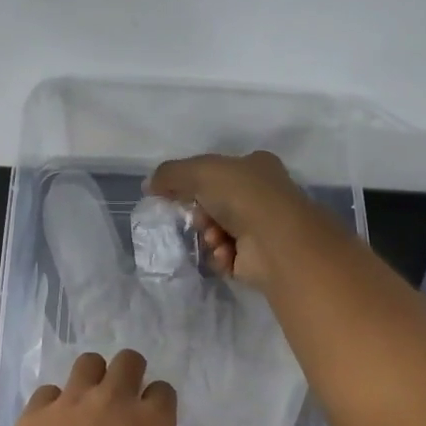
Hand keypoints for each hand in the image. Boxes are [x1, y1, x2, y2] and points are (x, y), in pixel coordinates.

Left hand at [0, 350, 176, 425]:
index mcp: (151, 425)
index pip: (163, 391)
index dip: (157, 401)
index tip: (150, 416)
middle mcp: (114, 401)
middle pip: (128, 361)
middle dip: (128, 372)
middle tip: (120, 396)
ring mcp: (72, 401)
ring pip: (88, 362)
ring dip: (91, 377)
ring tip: (84, 402)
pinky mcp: (36, 412)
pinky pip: (47, 392)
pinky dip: (52, 405)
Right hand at [148, 150, 318, 288]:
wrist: (276, 241)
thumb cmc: (242, 196)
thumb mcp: (200, 171)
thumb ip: (170, 174)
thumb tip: (149, 185)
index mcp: (256, 167)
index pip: (219, 172)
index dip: (196, 183)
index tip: (179, 194)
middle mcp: (263, 196)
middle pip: (216, 204)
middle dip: (202, 214)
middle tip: (200, 219)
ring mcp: (263, 228)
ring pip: (218, 231)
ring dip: (209, 236)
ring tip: (215, 239)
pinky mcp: (259, 258)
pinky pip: (226, 256)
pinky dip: (220, 256)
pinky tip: (225, 254)